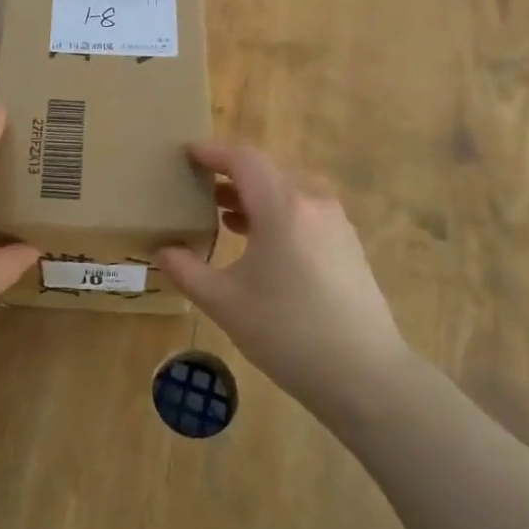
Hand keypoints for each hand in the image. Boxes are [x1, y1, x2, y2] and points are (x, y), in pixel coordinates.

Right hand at [157, 141, 409, 431]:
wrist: (366, 376)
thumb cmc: (287, 334)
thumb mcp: (225, 303)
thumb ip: (187, 271)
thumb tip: (163, 252)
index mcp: (282, 207)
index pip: (242, 160)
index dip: (212, 152)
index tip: (186, 152)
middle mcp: (312, 203)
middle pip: (266, 172)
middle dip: (230, 174)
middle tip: (198, 185)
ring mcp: (336, 223)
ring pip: (287, 192)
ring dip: (253, 196)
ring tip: (222, 213)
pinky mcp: (347, 244)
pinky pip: (304, 212)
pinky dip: (276, 213)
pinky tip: (260, 241)